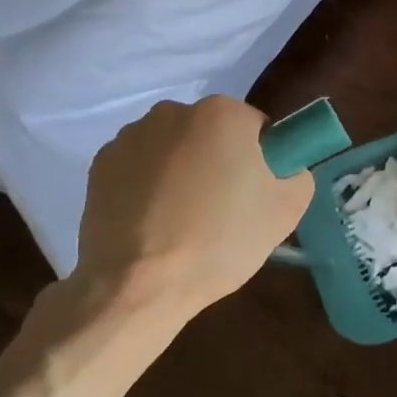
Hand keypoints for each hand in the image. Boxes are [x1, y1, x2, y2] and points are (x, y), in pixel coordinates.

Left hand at [71, 97, 314, 323]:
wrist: (139, 285)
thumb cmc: (220, 241)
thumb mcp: (287, 210)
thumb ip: (297, 173)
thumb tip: (282, 169)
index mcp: (222, 113)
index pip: (257, 128)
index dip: (261, 162)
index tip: (255, 196)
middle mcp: (173, 111)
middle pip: (212, 134)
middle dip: (219, 162)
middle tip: (223, 211)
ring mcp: (130, 136)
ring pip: (173, 149)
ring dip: (182, 172)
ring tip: (182, 221)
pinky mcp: (100, 165)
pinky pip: (140, 168)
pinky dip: (148, 186)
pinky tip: (152, 223)